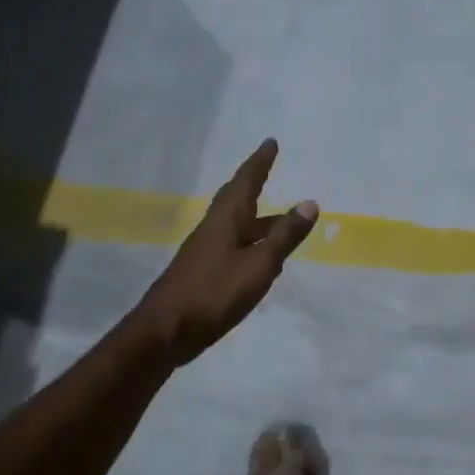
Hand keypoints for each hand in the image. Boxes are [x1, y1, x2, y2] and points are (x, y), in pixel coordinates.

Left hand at [132, 139, 317, 365]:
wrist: (164, 332)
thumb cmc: (214, 292)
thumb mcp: (259, 264)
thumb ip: (284, 236)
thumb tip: (309, 203)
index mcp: (226, 220)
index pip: (246, 182)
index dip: (260, 162)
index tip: (271, 143)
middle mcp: (213, 229)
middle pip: (235, 198)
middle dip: (252, 181)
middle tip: (266, 166)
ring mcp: (205, 251)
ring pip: (234, 223)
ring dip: (255, 215)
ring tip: (279, 217)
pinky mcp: (202, 272)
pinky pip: (231, 244)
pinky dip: (249, 239)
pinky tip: (259, 256)